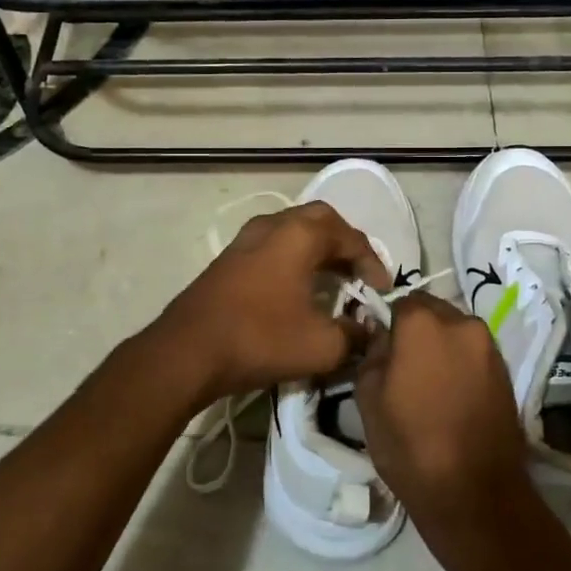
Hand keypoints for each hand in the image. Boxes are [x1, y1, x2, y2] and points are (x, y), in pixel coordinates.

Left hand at [155, 201, 388, 403]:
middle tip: (359, 273)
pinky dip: (294, 256)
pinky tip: (298, 286)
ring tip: (334, 279)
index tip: (383, 291)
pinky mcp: (230, 257)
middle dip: (346, 244)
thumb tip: (367, 331)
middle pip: (321, 220)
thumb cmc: (260, 339)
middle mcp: (274, 225)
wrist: (188, 351)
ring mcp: (246, 238)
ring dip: (318, 248)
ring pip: (293, 229)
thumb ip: (354, 335)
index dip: (373, 263)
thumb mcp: (321, 345)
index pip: (350, 238)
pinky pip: (274, 243)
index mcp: (300, 235)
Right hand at [352, 293, 530, 562]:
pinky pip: (474, 353)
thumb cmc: (410, 444)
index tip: (380, 347)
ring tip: (428, 383)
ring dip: (441, 345)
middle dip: (416, 329)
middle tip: (403, 364)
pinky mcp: (506, 371)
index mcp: (423, 323)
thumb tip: (382, 337)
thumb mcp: (368, 398)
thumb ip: (372, 354)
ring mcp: (489, 346)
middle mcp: (461, 323)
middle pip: (431, 311)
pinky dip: (460, 363)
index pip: (399, 300)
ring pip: (455, 331)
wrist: (475, 493)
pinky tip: (450, 395)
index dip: (387, 321)